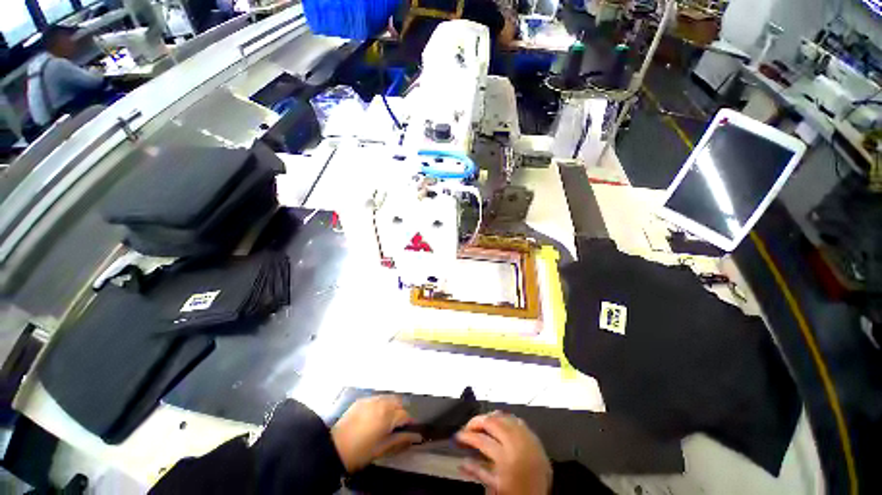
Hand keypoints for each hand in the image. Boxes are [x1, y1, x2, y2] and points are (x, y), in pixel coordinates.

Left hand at [331, 395, 421, 472]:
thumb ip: (401, 440)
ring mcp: (371, 399)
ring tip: (386, 420)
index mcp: (388, 415)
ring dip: (391, 406)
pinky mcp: (362, 400)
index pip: (405, 415)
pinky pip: (377, 398)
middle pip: (398, 402)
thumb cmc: (361, 452)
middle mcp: (382, 402)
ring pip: (388, 398)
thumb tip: (417, 437)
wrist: (334, 448)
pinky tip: (375, 416)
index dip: (409, 423)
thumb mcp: (383, 449)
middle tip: (397, 426)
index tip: (410, 430)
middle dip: (401, 412)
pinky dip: (380, 404)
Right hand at [456, 411, 551, 494]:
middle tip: (468, 426)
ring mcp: (529, 440)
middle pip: (493, 422)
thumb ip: (478, 471)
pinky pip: (519, 422)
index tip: (458, 436)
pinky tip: (500, 423)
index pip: (481, 439)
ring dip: (491, 418)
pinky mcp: (536, 441)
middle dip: (477, 421)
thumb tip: (461, 461)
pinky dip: (507, 420)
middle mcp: (518, 445)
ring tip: (481, 423)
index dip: (467, 436)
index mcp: (507, 459)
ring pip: (506, 417)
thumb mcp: (495, 487)